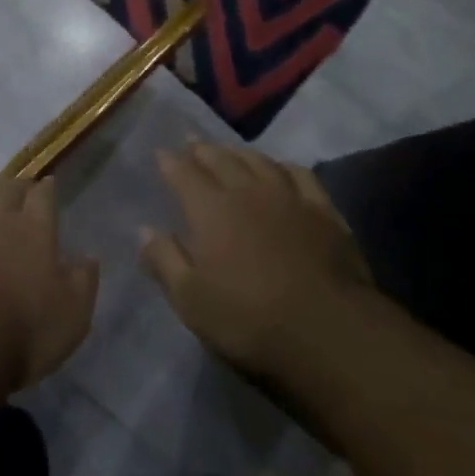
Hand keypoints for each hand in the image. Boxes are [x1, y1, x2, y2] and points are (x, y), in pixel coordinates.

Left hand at [0, 177, 98, 392]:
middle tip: (22, 188)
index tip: (49, 183)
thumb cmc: (23, 330)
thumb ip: (83, 282)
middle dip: (17, 184)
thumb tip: (89, 257)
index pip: (43, 197)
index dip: (47, 188)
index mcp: (35, 231)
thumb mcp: (72, 315)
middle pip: (8, 188)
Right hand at [141, 143, 374, 378]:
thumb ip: (165, 261)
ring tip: (230, 152)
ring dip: (240, 153)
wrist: (329, 331)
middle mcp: (247, 191)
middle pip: (221, 159)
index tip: (161, 153)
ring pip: (259, 161)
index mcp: (211, 210)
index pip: (184, 174)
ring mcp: (289, 197)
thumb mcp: (191, 300)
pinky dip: (284, 167)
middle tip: (192, 144)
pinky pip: (301, 175)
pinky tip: (282, 170)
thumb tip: (145, 230)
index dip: (170, 162)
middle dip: (202, 150)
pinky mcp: (324, 211)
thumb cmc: (249, 319)